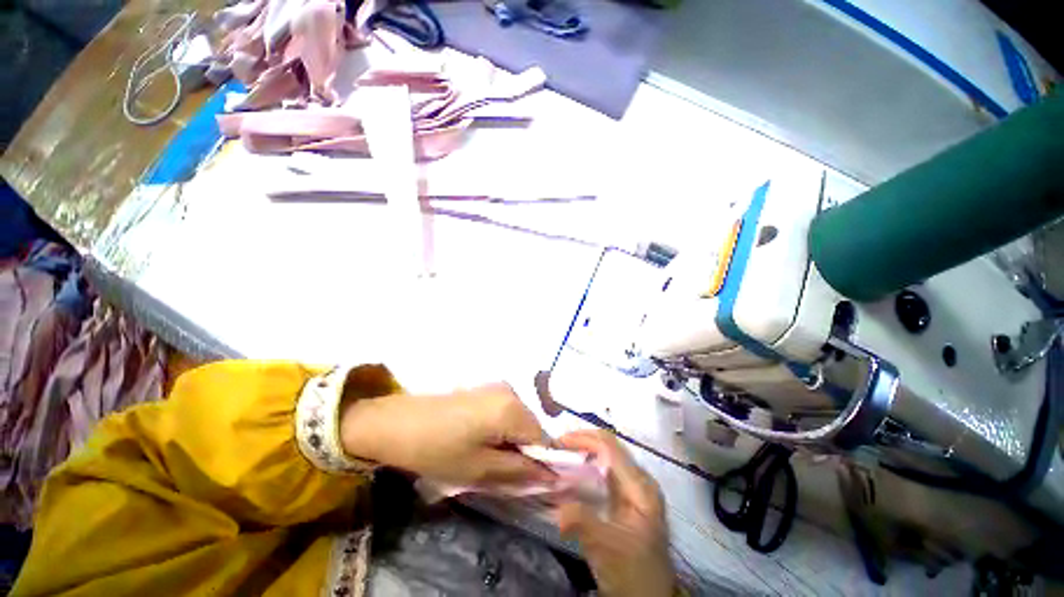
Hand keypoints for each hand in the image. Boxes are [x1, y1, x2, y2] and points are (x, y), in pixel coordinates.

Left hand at [339, 383, 554, 485]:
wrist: (396, 423)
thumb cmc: (437, 450)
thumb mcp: (479, 470)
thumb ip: (519, 472)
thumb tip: (551, 477)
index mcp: (513, 408)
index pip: (544, 440)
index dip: (540, 464)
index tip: (527, 483)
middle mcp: (510, 391)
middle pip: (532, 428)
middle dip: (523, 453)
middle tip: (501, 474)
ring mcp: (497, 387)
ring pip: (518, 422)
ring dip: (510, 443)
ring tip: (486, 459)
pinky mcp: (484, 390)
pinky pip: (505, 413)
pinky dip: (500, 431)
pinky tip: (478, 442)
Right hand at [556, 430, 674, 596]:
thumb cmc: (634, 573)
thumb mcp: (606, 550)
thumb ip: (583, 523)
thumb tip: (558, 508)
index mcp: (639, 485)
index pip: (609, 446)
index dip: (583, 438)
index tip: (558, 443)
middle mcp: (639, 479)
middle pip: (608, 446)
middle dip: (580, 442)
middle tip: (555, 449)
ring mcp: (634, 488)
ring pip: (606, 456)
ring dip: (582, 453)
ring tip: (560, 457)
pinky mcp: (627, 497)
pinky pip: (605, 471)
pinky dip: (586, 467)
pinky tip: (572, 475)